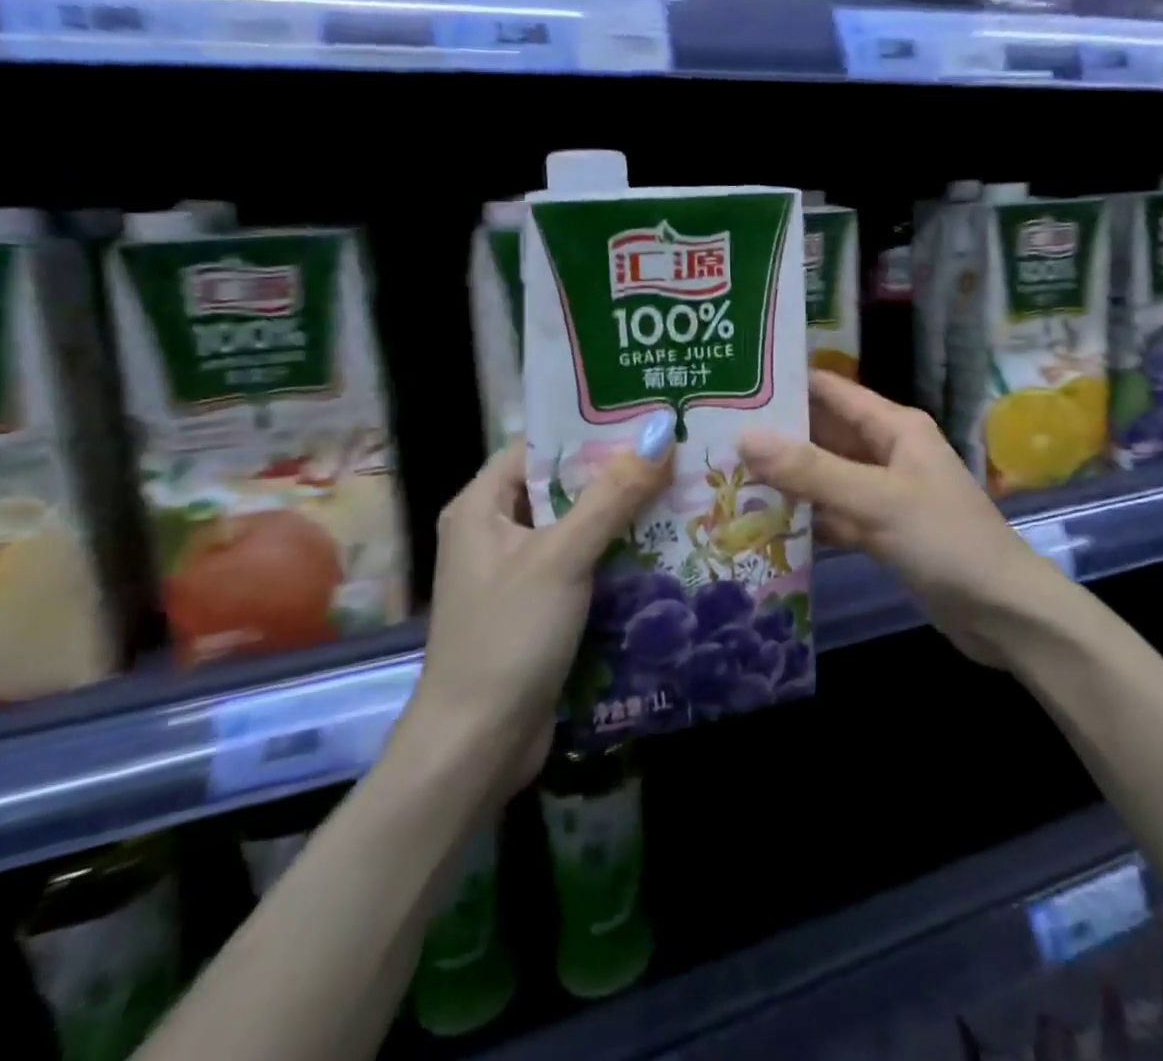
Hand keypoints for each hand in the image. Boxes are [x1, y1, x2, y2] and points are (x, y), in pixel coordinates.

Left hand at [406, 433, 671, 796]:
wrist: (477, 746)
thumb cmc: (508, 636)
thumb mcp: (563, 556)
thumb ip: (613, 494)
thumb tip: (662, 431)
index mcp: (482, 506)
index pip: (539, 446)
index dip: (589, 428)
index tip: (647, 416)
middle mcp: (496, 531)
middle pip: (563, 485)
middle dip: (618, 471)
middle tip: (679, 450)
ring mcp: (519, 572)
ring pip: (578, 525)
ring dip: (624, 513)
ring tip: (685, 487)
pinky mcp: (540, 606)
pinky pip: (584, 562)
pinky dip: (618, 552)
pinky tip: (666, 543)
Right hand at [739, 373, 1063, 667]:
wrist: (1001, 611)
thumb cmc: (945, 540)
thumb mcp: (876, 499)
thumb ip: (811, 470)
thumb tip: (746, 436)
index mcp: (895, 427)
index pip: (832, 391)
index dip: (787, 384)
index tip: (733, 384)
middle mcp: (888, 452)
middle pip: (824, 434)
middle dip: (777, 434)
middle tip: (713, 434)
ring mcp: (884, 493)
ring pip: (826, 476)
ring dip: (785, 478)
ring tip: (724, 474)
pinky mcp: (882, 531)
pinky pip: (835, 513)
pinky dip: (806, 516)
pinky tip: (761, 521)